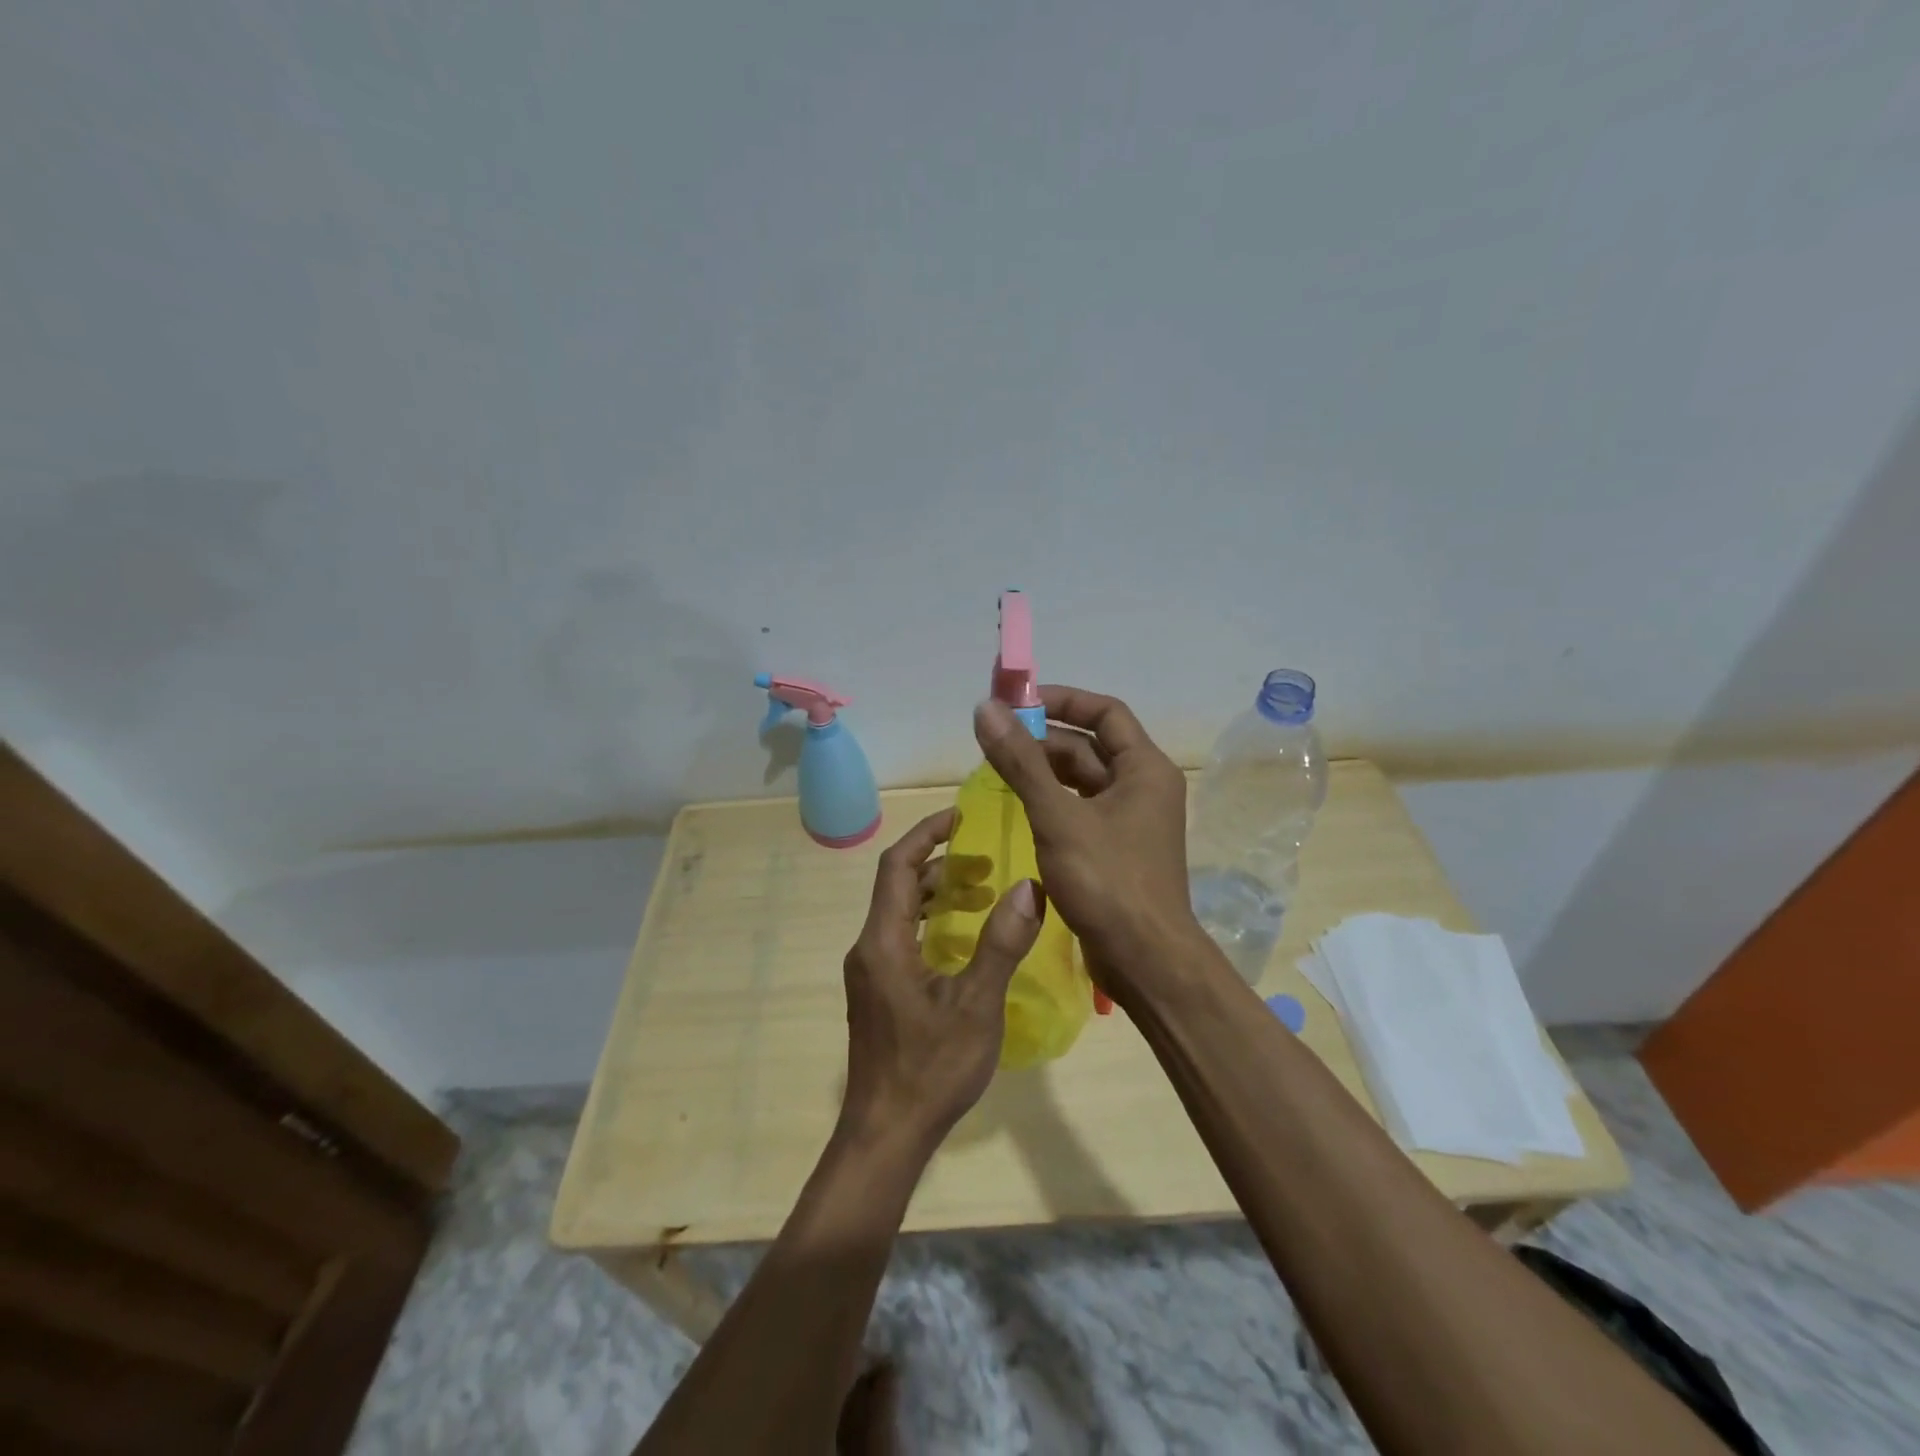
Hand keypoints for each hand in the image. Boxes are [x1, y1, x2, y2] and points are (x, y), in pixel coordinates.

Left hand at [839, 809, 1045, 1150]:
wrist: (885, 1135)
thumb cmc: (930, 1069)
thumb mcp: (976, 1005)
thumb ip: (1001, 944)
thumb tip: (1031, 887)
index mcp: (884, 941)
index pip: (898, 866)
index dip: (927, 834)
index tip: (961, 814)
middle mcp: (869, 948)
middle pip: (899, 886)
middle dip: (941, 864)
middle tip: (987, 860)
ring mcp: (871, 973)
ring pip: (902, 914)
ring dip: (938, 895)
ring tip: (984, 892)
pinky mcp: (879, 993)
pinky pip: (903, 939)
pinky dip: (933, 924)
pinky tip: (965, 940)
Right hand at [973, 686, 1202, 998]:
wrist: (1145, 960)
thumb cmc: (1107, 881)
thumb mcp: (1058, 816)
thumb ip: (1020, 761)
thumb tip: (985, 708)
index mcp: (1144, 768)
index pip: (1105, 712)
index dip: (1062, 700)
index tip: (1017, 703)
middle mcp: (1143, 787)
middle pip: (1090, 746)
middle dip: (1043, 739)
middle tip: (994, 741)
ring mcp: (1130, 820)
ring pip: (1082, 780)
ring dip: (1043, 771)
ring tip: (997, 770)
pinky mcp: (1115, 849)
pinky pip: (1080, 810)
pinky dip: (1051, 802)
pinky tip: (1018, 807)